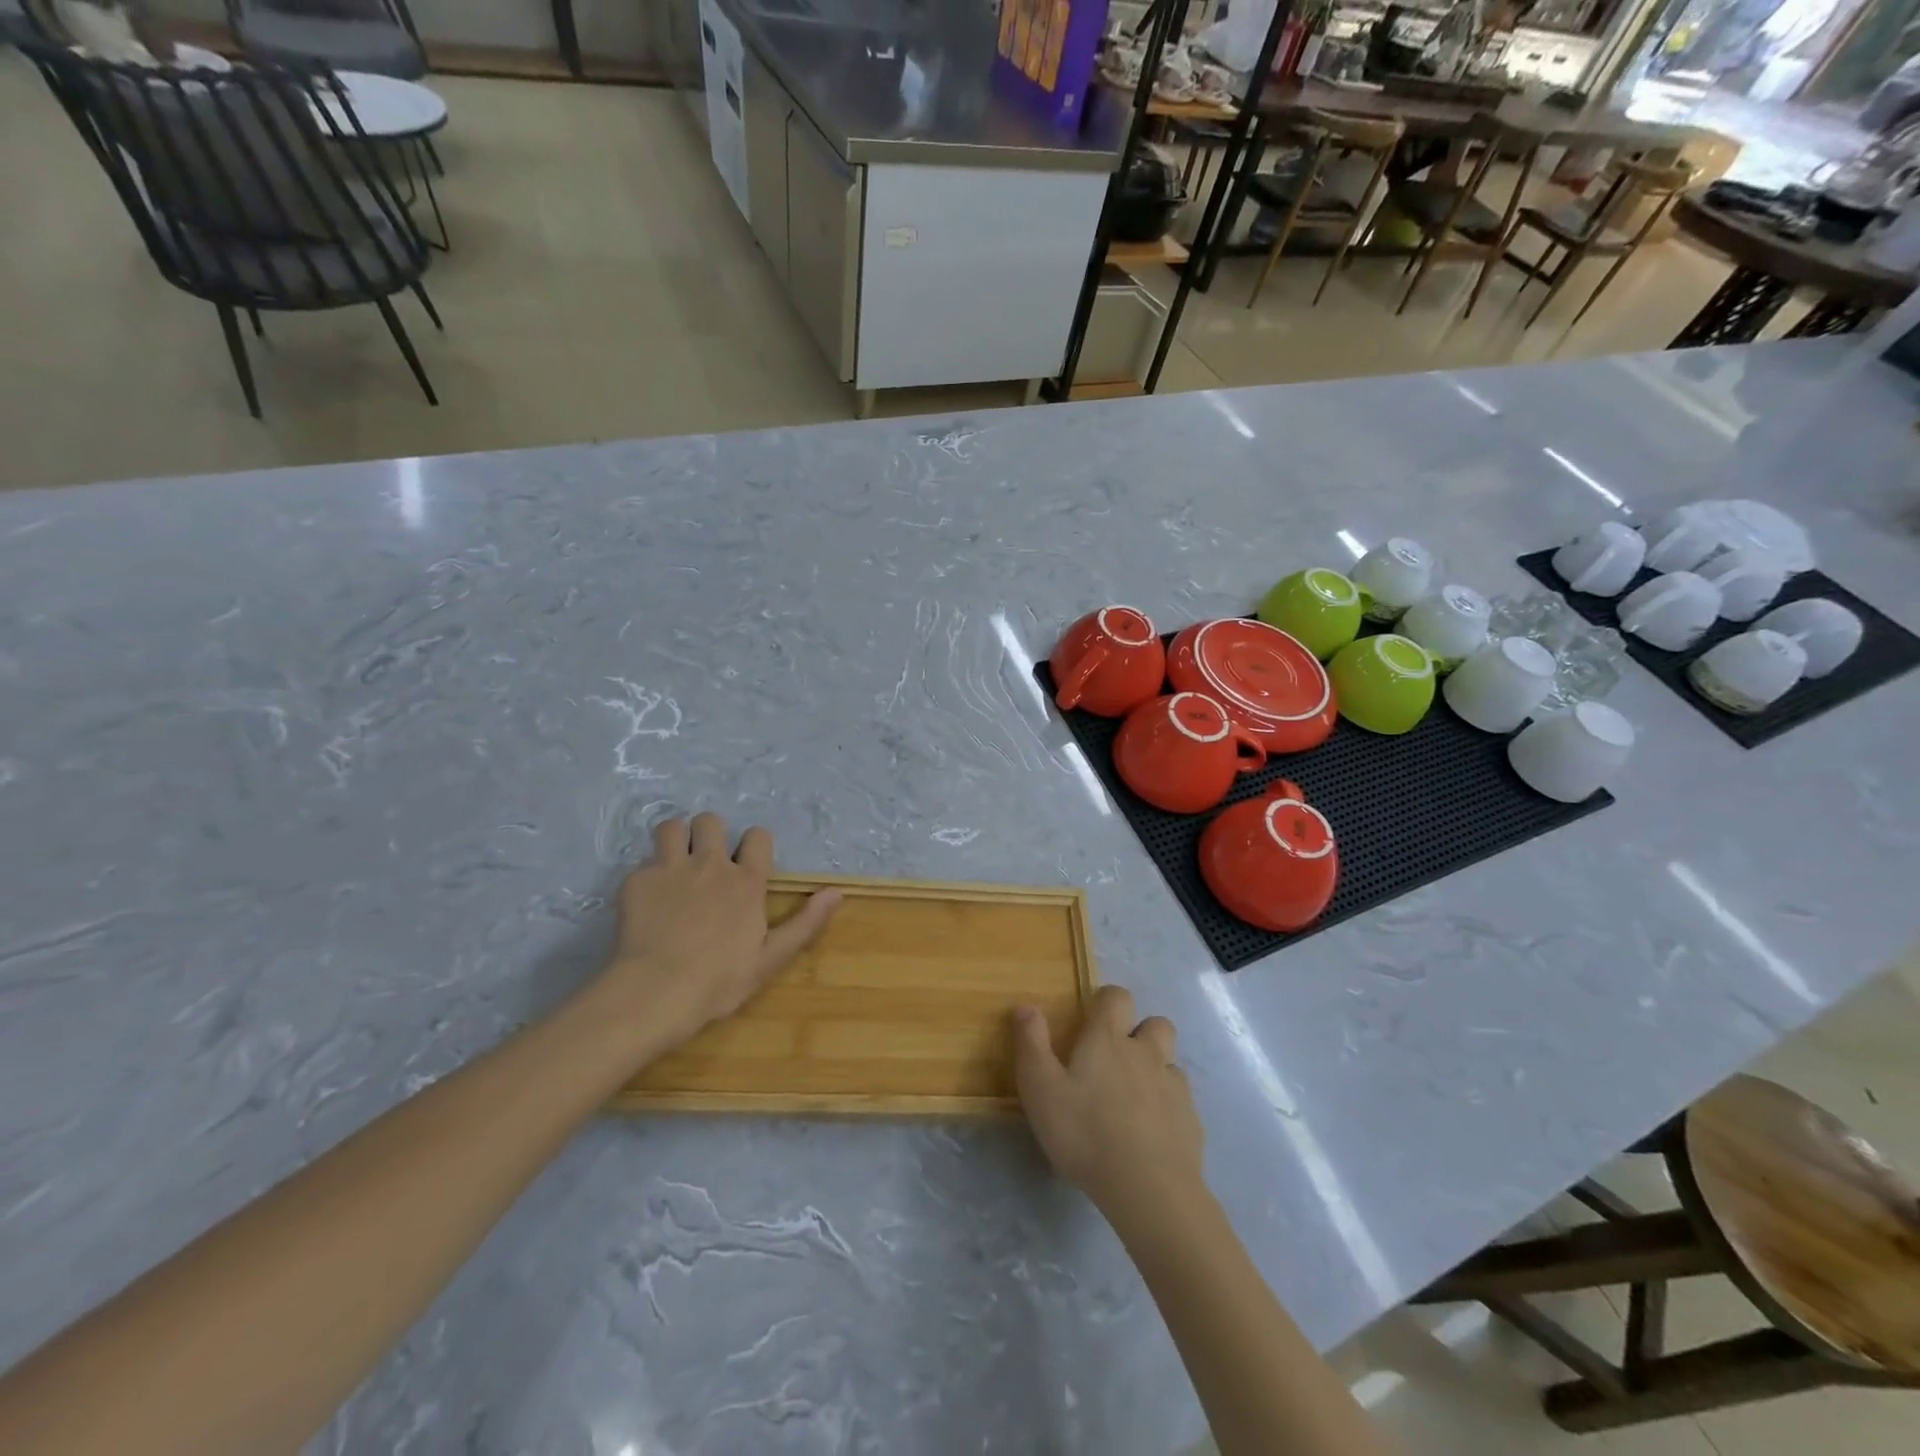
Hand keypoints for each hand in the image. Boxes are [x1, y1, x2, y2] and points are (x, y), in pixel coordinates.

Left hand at [591, 814, 839, 1060]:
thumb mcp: (771, 958)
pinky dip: (647, 877)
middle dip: (710, 834)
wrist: (656, 992)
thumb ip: (805, 923)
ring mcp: (670, 869)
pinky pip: (643, 863)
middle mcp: (710, 865)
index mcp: (746, 881)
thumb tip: (836, 892)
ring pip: (672, 827)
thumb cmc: (719, 980)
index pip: (757, 836)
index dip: (753, 845)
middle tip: (705, 862)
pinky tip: (647, 902)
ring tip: (675, 864)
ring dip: (676, 840)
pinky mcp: (636, 882)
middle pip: (711, 821)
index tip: (746, 864)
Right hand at [1012, 985, 1204, 1223]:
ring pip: (1170, 1063)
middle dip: (1141, 1032)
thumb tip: (1026, 1006)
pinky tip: (1150, 1136)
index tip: (1090, 1021)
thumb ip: (1031, 1044)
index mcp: (1109, 1039)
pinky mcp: (1191, 1122)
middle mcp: (1146, 1053)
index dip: (1106, 1002)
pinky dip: (1167, 1109)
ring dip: (1155, 1071)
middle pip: (1156, 1023)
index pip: (1116, 996)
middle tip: (1117, 1060)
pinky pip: (1181, 1102)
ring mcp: (1174, 1087)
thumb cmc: (1085, 1132)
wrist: (1148, 1189)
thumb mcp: (1040, 1089)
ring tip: (1133, 1100)